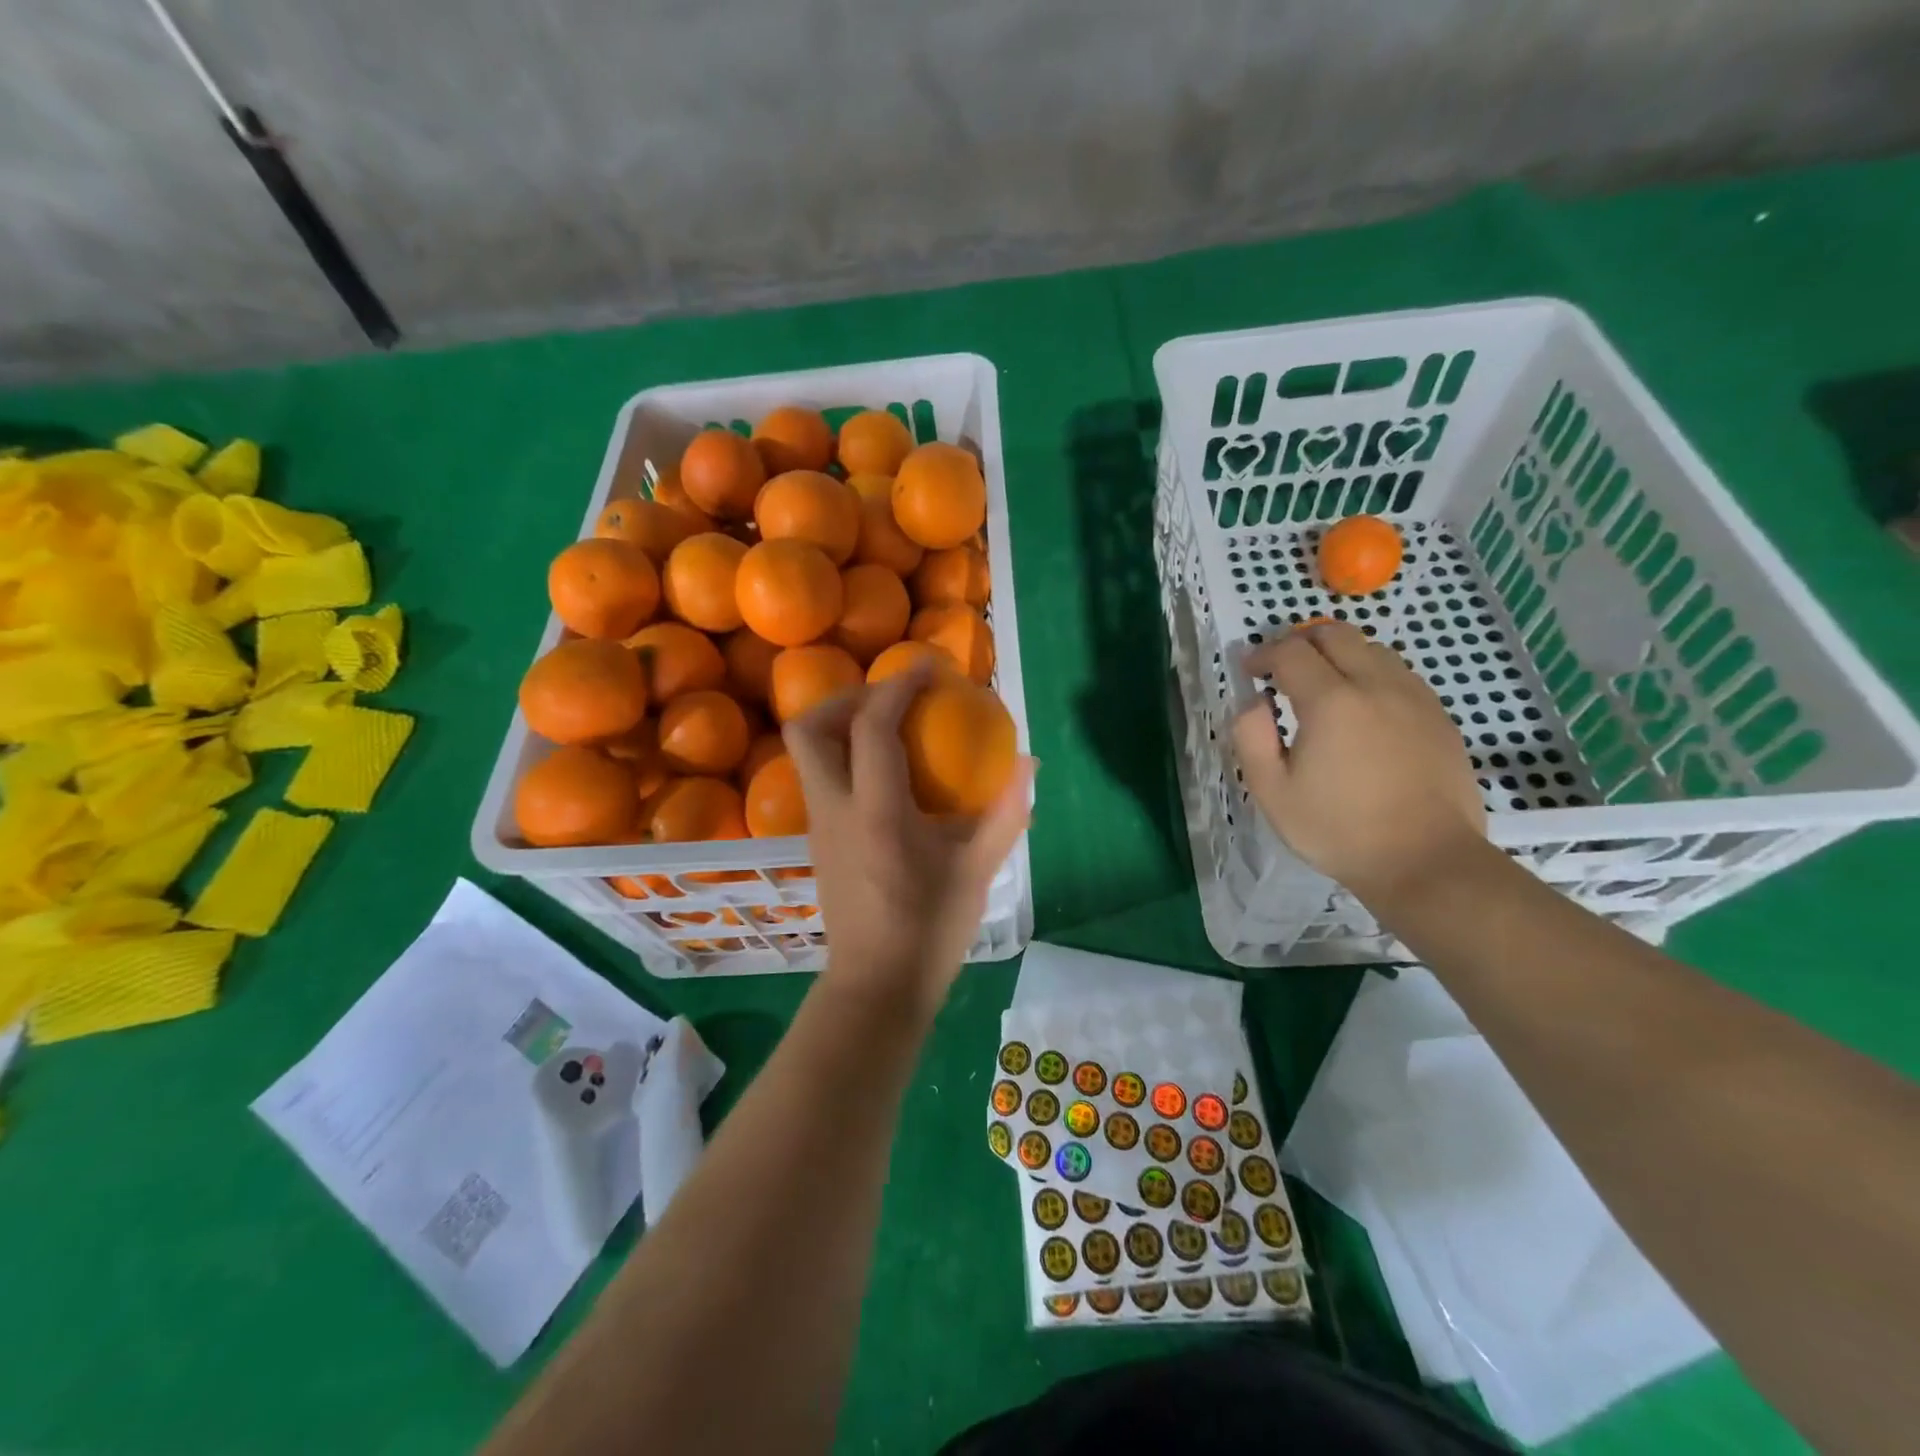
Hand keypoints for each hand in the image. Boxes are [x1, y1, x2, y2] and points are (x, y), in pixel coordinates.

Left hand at [785, 665, 1033, 1021]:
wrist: (877, 986)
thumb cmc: (930, 929)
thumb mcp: (978, 869)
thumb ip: (1006, 811)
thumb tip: (1029, 763)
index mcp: (877, 813)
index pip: (874, 727)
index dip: (898, 686)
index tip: (928, 669)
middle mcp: (834, 809)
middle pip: (810, 728)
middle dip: (846, 698)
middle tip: (891, 700)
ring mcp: (817, 825)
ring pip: (806, 753)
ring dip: (841, 725)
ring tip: (889, 729)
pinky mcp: (816, 841)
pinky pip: (820, 778)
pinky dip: (845, 756)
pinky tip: (885, 775)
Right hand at [1231, 622, 1485, 903]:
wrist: (1427, 861)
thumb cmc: (1339, 830)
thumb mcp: (1272, 792)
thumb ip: (1251, 737)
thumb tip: (1252, 701)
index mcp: (1331, 702)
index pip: (1290, 652)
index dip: (1262, 654)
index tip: (1249, 671)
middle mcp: (1376, 685)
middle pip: (1335, 633)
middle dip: (1301, 641)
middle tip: (1283, 667)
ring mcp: (1415, 697)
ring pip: (1372, 649)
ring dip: (1339, 655)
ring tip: (1323, 686)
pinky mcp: (1439, 716)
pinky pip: (1400, 674)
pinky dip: (1372, 674)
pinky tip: (1363, 709)